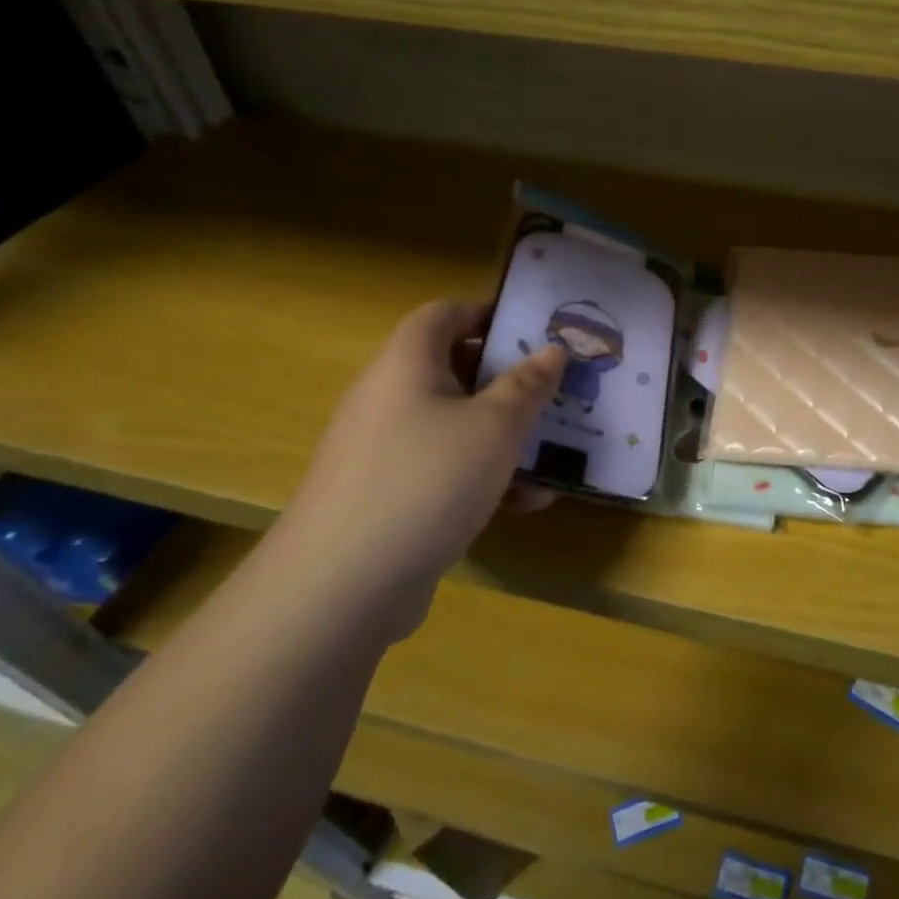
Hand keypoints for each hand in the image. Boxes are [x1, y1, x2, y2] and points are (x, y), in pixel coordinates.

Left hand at [269, 300, 564, 639]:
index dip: (489, 313)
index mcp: (407, 363)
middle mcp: (389, 397)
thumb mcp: (496, 426)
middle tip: (555, 391)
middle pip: (453, 368)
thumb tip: (552, 350)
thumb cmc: (428, 480)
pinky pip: (442, 468)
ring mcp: (384, 449)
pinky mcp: (387, 495)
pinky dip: (482, 476)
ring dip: (503, 434)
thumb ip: (529, 384)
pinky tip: (524, 503)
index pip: (444, 313)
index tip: (536, 331)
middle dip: (509, 380)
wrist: (342, 585)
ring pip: (454, 424)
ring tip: (552, 451)